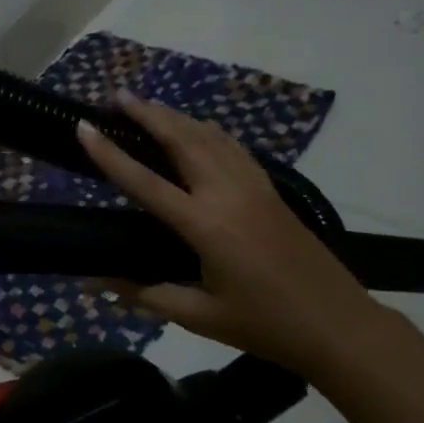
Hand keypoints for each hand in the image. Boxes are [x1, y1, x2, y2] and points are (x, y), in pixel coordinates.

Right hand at [77, 94, 387, 377]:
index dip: (110, 155)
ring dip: (176, 116)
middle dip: (148, 114)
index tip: (84, 128)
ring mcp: (253, 187)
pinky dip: (207, 130)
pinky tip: (197, 129)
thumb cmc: (265, 325)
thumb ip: (146, 294)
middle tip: (117, 97)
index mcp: (206, 226)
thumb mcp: (200, 317)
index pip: (146, 182)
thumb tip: (96, 282)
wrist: (339, 325)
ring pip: (209, 136)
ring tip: (148, 105)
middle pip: (182, 140)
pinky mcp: (270, 190)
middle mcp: (228, 194)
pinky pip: (232, 147)